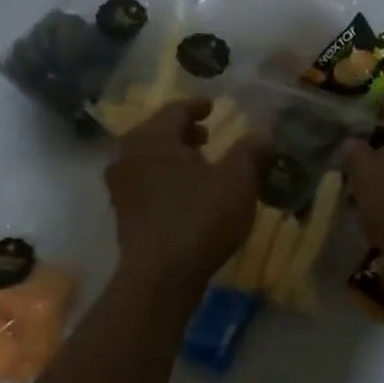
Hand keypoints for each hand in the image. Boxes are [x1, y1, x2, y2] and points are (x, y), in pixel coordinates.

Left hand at [106, 99, 263, 288]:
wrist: (160, 276)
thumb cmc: (200, 217)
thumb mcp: (237, 180)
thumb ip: (250, 152)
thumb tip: (263, 134)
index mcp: (153, 138)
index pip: (174, 110)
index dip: (195, 106)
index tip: (211, 106)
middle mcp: (129, 156)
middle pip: (156, 133)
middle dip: (182, 132)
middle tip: (206, 134)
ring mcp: (121, 187)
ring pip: (148, 159)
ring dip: (173, 156)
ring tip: (199, 164)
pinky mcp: (122, 214)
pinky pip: (144, 182)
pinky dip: (164, 178)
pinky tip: (186, 193)